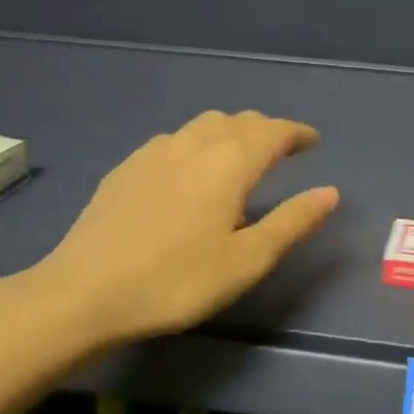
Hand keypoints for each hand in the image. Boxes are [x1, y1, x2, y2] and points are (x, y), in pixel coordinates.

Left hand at [16, 110, 338, 351]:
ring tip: (238, 156)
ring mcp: (155, 152)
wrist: (83, 292)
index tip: (313, 141)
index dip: (297, 133)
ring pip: (204, 125)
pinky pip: (174, 139)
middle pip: (239, 121)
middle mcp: (194, 144)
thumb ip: (291, 222)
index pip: (273, 131)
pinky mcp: (126, 167)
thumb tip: (330, 192)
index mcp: (229, 163)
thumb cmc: (176, 280)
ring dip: (231, 132)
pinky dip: (197, 143)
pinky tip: (189, 170)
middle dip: (266, 130)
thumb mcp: (246, 260)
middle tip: (281, 150)